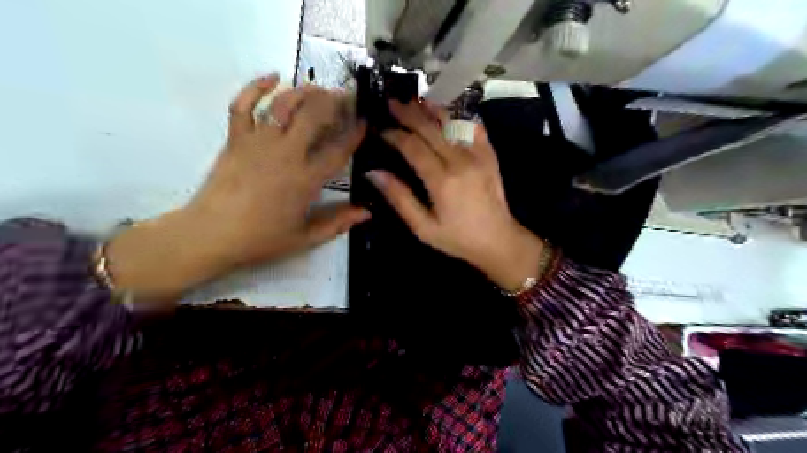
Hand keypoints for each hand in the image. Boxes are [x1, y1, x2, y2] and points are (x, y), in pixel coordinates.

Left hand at [107, 76, 367, 298]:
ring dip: (305, 92)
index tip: (365, 120)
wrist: (210, 235)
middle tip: (347, 99)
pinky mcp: (235, 139)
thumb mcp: (305, 238)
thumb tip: (367, 213)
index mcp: (306, 179)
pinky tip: (272, 77)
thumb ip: (338, 223)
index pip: (338, 149)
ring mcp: (258, 142)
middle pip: (314, 116)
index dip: (355, 132)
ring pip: (284, 104)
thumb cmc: (261, 239)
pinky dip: (256, 87)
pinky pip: (243, 104)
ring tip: (320, 89)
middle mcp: (286, 153)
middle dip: (335, 102)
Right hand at [368, 99, 544, 289]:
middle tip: (392, 103)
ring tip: (415, 100)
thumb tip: (373, 173)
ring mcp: (478, 154)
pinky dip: (459, 117)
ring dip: (431, 110)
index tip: (381, 129)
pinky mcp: (489, 154)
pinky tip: (447, 112)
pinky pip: (473, 127)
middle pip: (430, 129)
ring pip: (451, 123)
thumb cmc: (457, 238)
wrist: (498, 240)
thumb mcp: (423, 227)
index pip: (412, 147)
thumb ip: (399, 198)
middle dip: (408, 114)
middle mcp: (460, 160)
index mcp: (441, 180)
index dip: (395, 134)